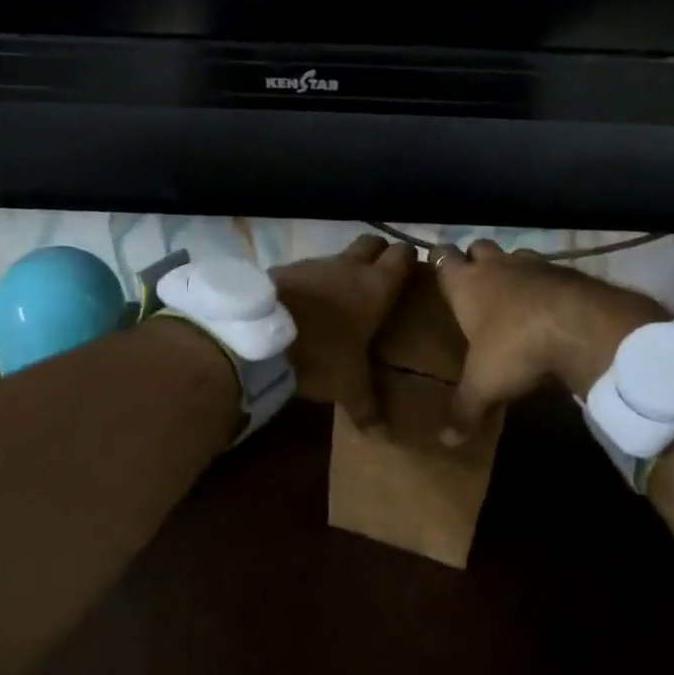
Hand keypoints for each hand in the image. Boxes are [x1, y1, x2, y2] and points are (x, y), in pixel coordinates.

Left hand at [271, 235, 416, 428]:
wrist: (261, 334)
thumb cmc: (320, 354)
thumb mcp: (348, 386)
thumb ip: (367, 405)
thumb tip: (380, 432)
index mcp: (375, 287)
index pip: (402, 255)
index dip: (409, 259)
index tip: (412, 269)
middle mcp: (349, 266)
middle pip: (372, 242)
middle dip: (379, 253)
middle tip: (381, 274)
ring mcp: (315, 263)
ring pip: (338, 255)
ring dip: (343, 269)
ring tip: (341, 294)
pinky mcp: (286, 268)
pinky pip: (307, 270)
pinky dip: (312, 281)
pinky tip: (306, 303)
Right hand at [432, 240, 669, 436]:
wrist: (581, 325)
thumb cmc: (515, 347)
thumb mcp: (484, 385)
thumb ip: (464, 409)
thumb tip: (444, 442)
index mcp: (466, 284)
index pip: (442, 257)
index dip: (438, 260)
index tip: (438, 269)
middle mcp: (496, 266)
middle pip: (478, 247)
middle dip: (475, 259)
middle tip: (475, 282)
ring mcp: (534, 264)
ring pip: (515, 254)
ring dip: (513, 268)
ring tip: (514, 294)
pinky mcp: (567, 271)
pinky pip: (549, 271)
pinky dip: (546, 283)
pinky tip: (550, 306)